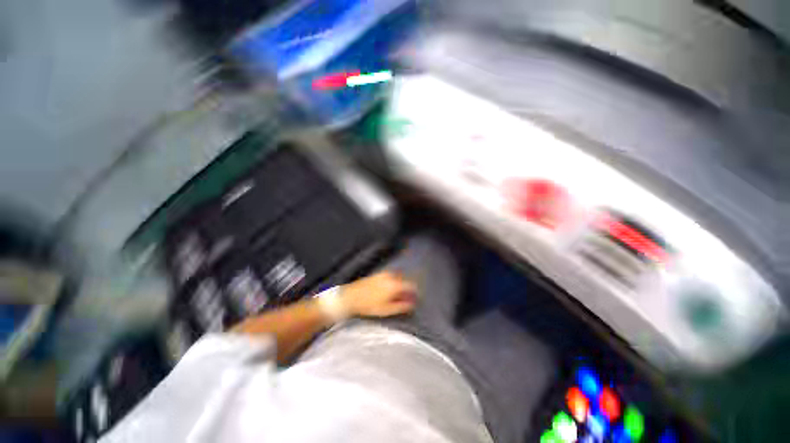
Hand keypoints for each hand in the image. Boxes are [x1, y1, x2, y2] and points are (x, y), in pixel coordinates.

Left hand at [340, 271, 416, 317]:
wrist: (350, 296)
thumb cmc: (369, 305)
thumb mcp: (386, 310)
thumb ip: (401, 306)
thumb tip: (412, 304)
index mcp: (395, 284)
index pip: (411, 285)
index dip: (415, 292)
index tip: (416, 299)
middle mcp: (391, 276)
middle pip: (404, 280)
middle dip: (407, 288)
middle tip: (406, 299)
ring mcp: (383, 273)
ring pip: (397, 278)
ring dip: (400, 285)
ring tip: (397, 296)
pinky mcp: (377, 274)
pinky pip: (390, 276)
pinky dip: (393, 282)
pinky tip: (388, 290)